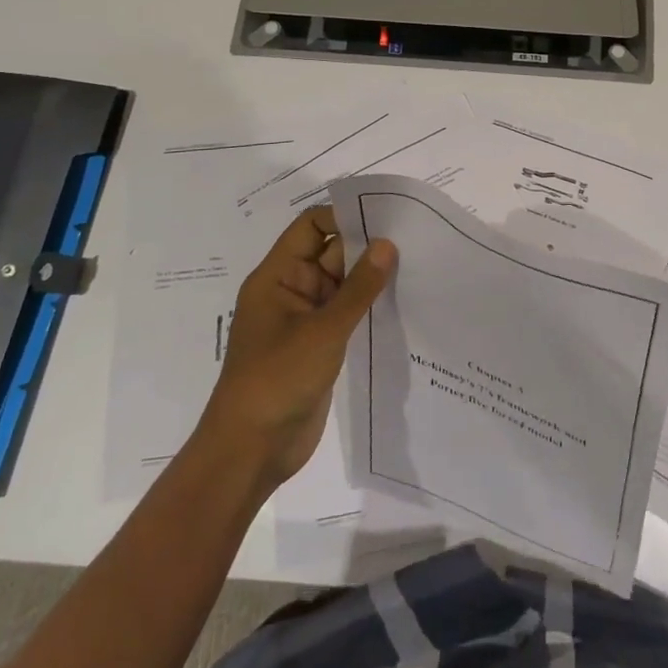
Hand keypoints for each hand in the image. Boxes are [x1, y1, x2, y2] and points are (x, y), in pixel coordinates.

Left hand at [199, 206, 395, 490]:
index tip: (387, 215)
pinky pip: (346, 315)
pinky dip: (369, 307)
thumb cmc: (277, 380)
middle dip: (366, 246)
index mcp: (277, 277)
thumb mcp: (323, 330)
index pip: (311, 227)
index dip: (344, 216)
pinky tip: (402, 303)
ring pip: (342, 285)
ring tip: (417, 265)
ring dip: (371, 278)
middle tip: (414, 238)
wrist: (250, 451)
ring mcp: (305, 321)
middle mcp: (291, 291)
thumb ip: (358, 288)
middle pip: (330, 253)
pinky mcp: (319, 346)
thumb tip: (387, 244)